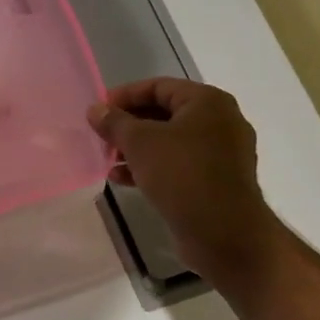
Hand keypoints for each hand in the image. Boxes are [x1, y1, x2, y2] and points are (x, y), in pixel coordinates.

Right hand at [87, 78, 281, 280]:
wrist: (224, 232)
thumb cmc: (182, 174)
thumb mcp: (140, 142)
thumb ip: (115, 122)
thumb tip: (95, 109)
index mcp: (207, 102)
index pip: (159, 86)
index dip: (125, 95)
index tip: (98, 110)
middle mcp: (220, 122)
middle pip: (164, 113)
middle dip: (129, 125)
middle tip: (101, 136)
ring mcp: (221, 154)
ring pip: (170, 142)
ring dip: (136, 149)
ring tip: (108, 160)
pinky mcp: (216, 181)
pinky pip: (178, 165)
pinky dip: (151, 167)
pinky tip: (123, 179)